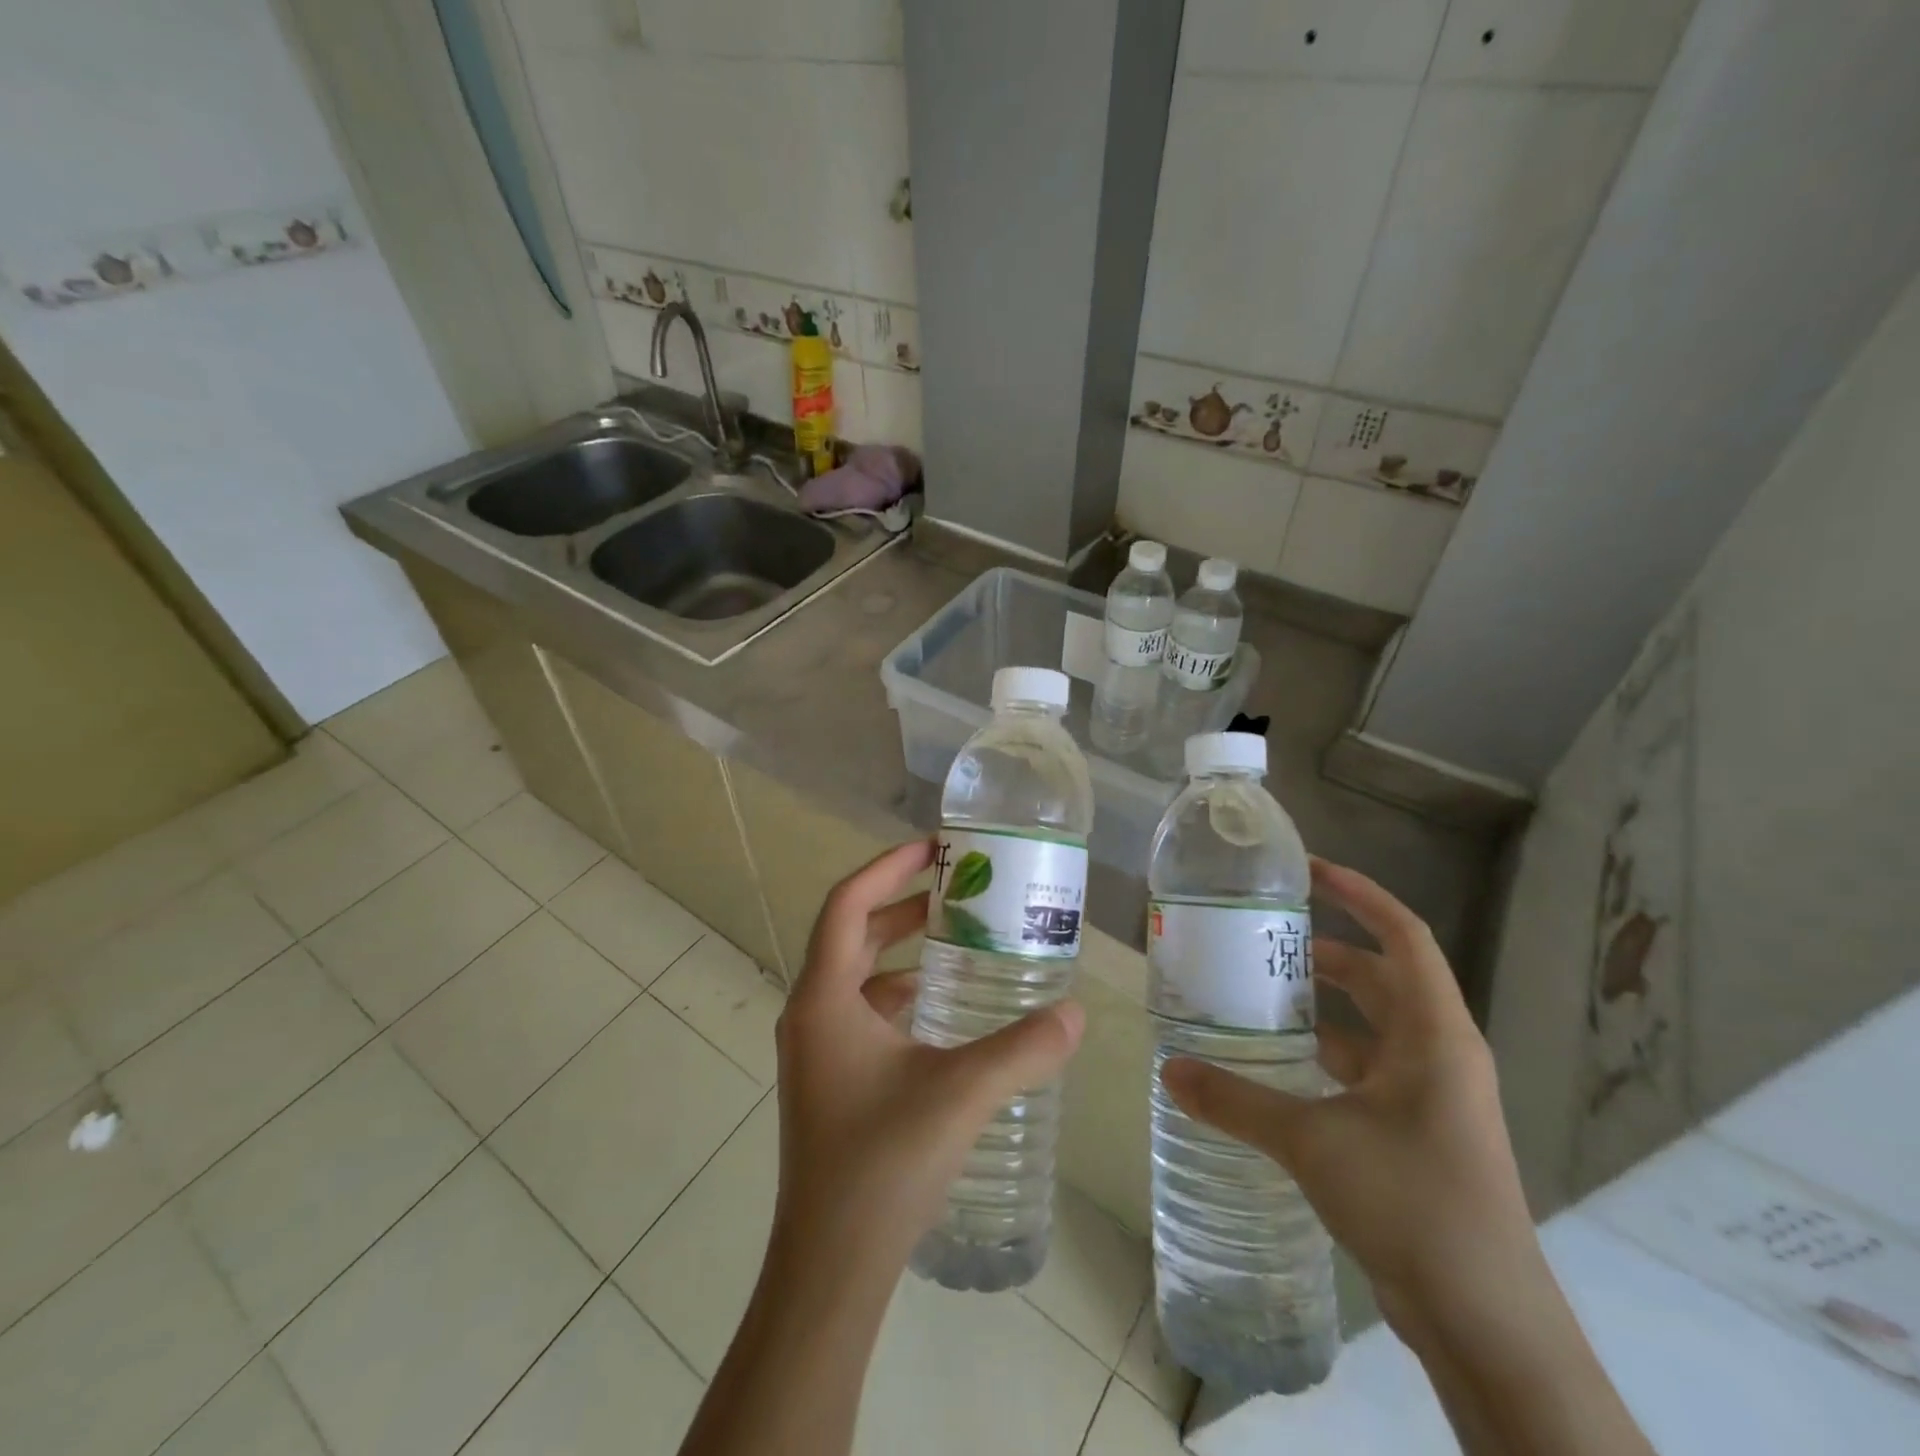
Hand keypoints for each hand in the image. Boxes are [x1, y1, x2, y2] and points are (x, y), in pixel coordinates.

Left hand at [769, 838, 1085, 1283]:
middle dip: (901, 903)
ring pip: (856, 974)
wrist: (829, 1269)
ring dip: (900, 949)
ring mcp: (816, 1050)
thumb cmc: (882, 1165)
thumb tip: (1076, 1011)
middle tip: (956, 888)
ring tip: (956, 938)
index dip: (888, 867)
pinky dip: (898, 993)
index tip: (935, 848)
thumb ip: (1023, 1047)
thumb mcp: (961, 1093)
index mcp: (824, 998)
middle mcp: (810, 1013)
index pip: (847, 904)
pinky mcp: (828, 1080)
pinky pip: (862, 1012)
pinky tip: (941, 1008)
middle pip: (851, 933)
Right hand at [1161, 856, 1538, 1331]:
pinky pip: (1366, 1070)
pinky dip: (1325, 1056)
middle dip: (1327, 954)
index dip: (1360, 895)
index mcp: (1434, 1034)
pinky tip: (1277, 1065)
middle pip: (1382, 977)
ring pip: (1373, 1027)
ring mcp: (1431, 1096)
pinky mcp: (1417, 1132)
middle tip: (1263, 941)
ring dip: (1324, 1007)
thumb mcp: (1313, 1143)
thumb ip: (1236, 1101)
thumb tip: (1169, 1070)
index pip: (1403, 935)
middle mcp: (1439, 1054)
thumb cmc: (1413, 1204)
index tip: (1308, 873)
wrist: (1488, 1324)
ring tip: (1259, 994)